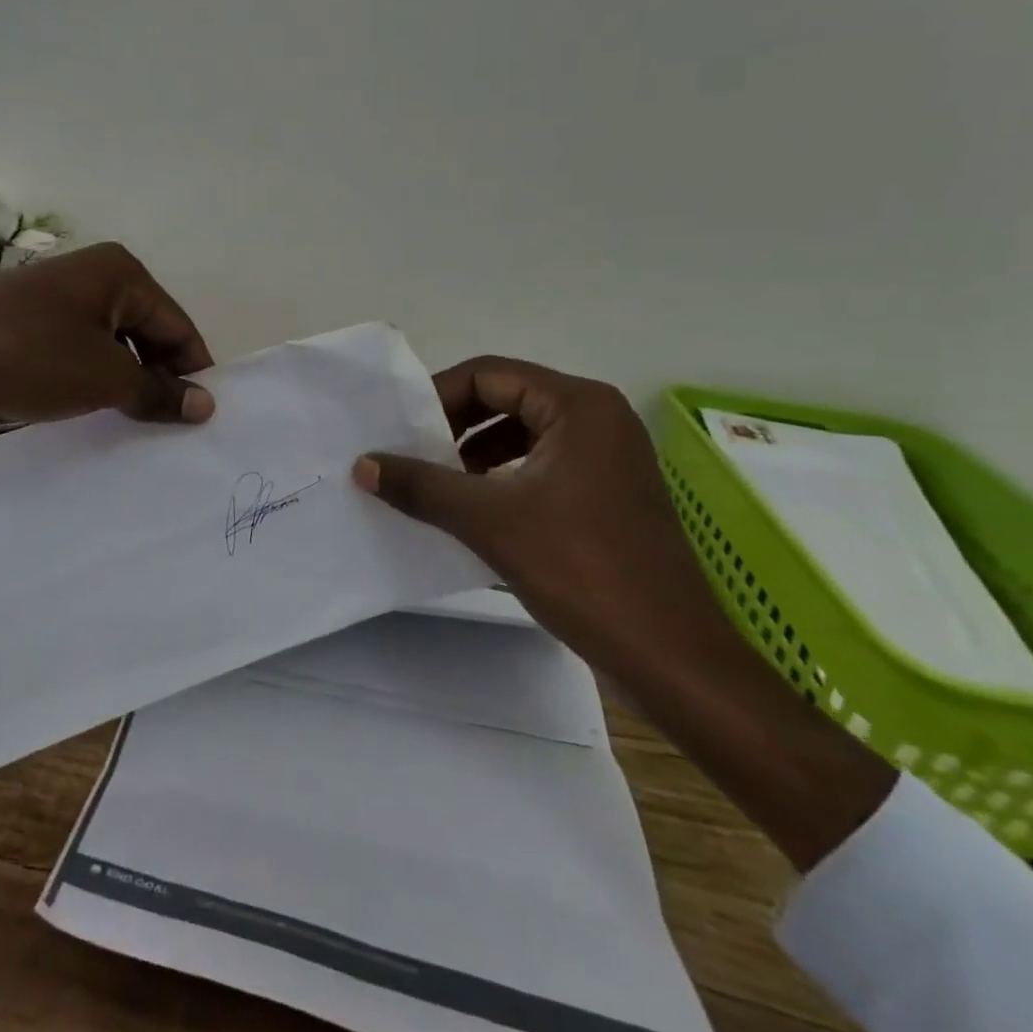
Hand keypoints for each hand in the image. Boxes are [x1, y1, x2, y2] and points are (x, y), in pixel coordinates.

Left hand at [0, 243, 214, 453]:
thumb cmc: (29, 355)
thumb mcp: (104, 377)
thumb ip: (158, 392)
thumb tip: (205, 406)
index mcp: (120, 273)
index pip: (178, 326)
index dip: (193, 373)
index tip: (201, 420)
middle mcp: (92, 279)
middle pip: (146, 335)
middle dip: (157, 381)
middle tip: (166, 432)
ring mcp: (55, 304)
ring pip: (110, 350)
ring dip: (124, 388)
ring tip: (131, 431)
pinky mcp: (27, 329)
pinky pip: (76, 358)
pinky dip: (90, 386)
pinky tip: (92, 420)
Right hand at [352, 357, 719, 681]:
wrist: (669, 656)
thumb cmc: (582, 569)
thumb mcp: (489, 520)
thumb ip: (421, 486)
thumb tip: (363, 464)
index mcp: (579, 406)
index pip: (489, 375)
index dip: (437, 396)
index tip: (399, 429)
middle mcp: (598, 419)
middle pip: (506, 400)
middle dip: (454, 426)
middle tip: (411, 455)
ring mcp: (607, 458)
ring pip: (522, 435)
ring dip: (474, 455)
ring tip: (435, 485)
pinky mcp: (607, 495)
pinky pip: (540, 467)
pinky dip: (501, 479)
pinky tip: (472, 511)